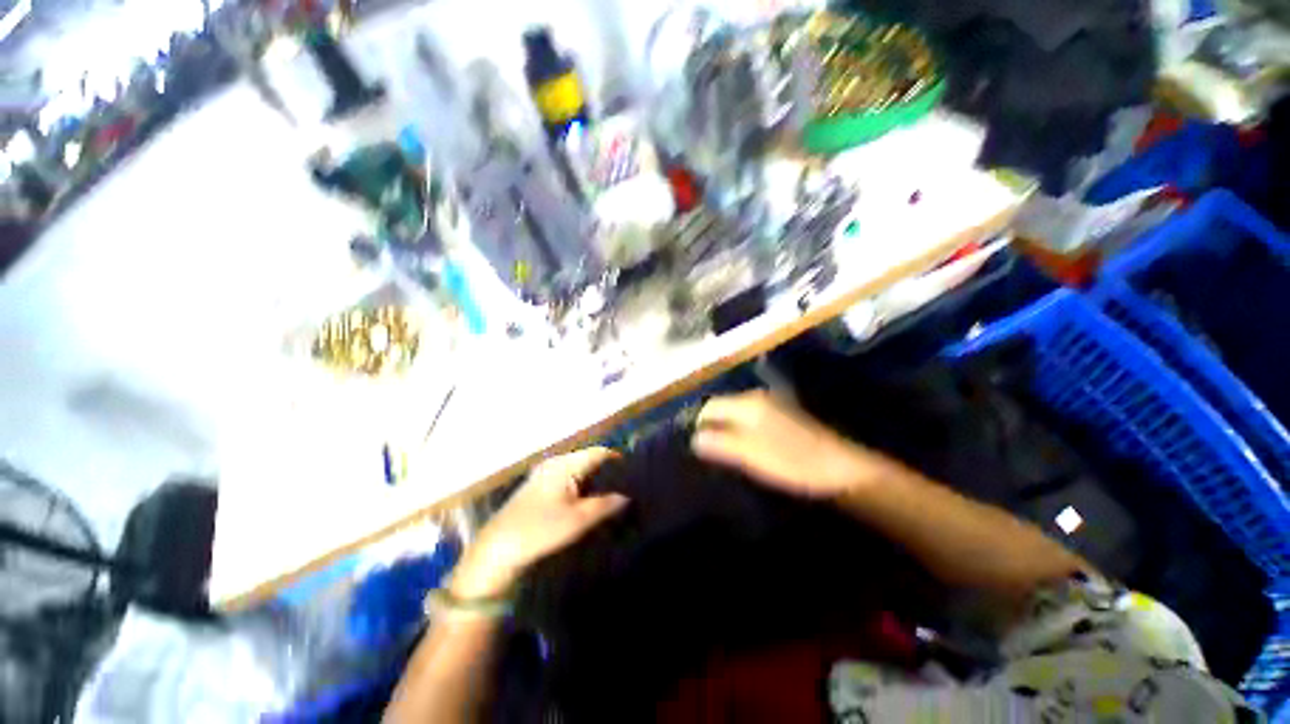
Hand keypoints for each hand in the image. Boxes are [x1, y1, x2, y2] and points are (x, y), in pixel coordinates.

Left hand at [449, 448, 627, 598]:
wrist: (496, 550)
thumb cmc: (540, 530)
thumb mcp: (578, 519)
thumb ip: (606, 504)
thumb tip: (626, 496)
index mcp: (565, 464)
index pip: (599, 453)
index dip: (618, 460)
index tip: (634, 474)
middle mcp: (555, 463)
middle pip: (589, 460)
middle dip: (607, 472)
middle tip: (626, 487)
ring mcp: (544, 474)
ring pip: (578, 470)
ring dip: (595, 480)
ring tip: (612, 495)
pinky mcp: (538, 487)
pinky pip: (567, 479)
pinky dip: (581, 486)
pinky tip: (589, 501)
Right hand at [692, 390, 880, 498]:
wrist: (839, 469)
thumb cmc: (792, 462)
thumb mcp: (751, 455)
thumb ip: (721, 444)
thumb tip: (694, 438)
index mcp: (748, 404)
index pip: (710, 406)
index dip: (697, 423)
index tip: (690, 444)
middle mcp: (757, 398)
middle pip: (722, 407)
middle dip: (709, 425)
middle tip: (700, 449)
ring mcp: (770, 405)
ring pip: (734, 413)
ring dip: (723, 429)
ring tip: (715, 450)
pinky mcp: (780, 416)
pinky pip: (747, 419)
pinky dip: (738, 430)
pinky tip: (738, 447)